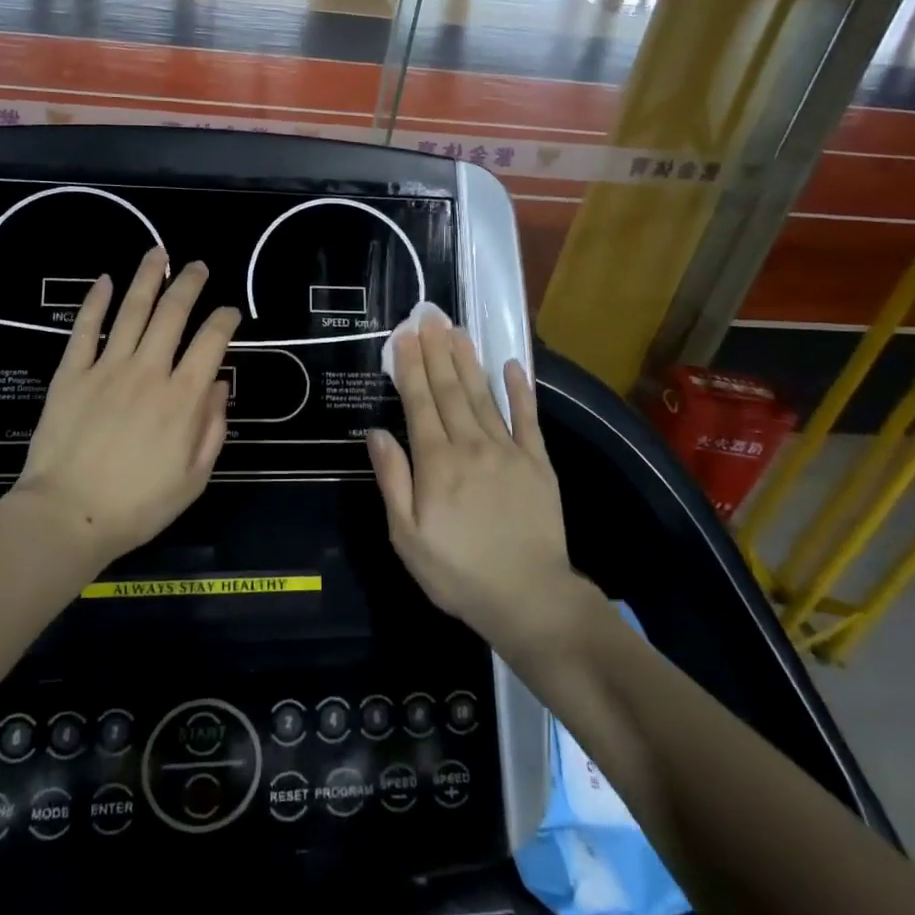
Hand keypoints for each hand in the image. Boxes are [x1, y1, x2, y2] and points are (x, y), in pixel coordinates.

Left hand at [15, 246, 239, 565]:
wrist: (68, 515)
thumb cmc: (137, 505)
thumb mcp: (193, 478)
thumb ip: (212, 428)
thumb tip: (219, 384)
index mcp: (182, 399)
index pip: (212, 343)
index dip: (225, 319)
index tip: (230, 311)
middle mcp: (149, 372)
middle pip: (173, 314)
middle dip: (190, 285)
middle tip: (198, 267)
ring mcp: (107, 368)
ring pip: (132, 310)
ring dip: (148, 278)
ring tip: (158, 254)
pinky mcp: (72, 373)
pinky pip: (86, 329)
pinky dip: (96, 301)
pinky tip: (105, 280)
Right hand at [367, 316, 597, 658]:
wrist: (529, 598)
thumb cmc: (458, 572)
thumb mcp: (407, 536)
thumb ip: (393, 480)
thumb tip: (377, 432)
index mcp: (436, 462)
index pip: (419, 403)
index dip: (410, 366)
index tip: (404, 335)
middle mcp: (471, 445)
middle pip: (449, 390)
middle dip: (436, 350)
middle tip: (429, 315)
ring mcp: (508, 451)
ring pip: (482, 396)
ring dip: (468, 360)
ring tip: (457, 330)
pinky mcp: (538, 463)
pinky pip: (528, 419)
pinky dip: (519, 391)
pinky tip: (512, 366)